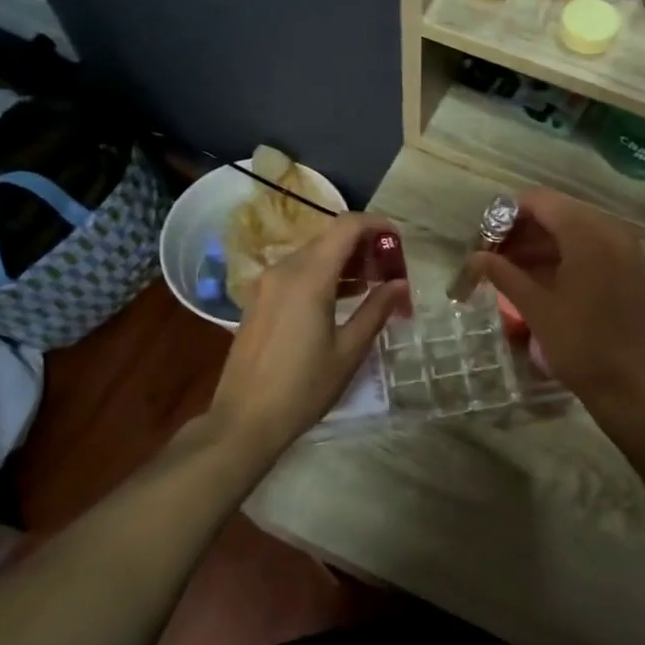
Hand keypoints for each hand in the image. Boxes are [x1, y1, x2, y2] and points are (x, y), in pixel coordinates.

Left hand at [207, 212, 408, 457]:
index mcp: (308, 277)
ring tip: (372, 285)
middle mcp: (284, 270)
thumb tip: (399, 283)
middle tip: (390, 269)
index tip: (398, 240)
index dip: (376, 225)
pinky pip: (296, 273)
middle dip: (363, 247)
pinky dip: (322, 275)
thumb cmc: (303, 388)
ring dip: (343, 262)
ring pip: (312, 255)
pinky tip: (341, 299)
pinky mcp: (258, 300)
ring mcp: (266, 284)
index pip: (346, 227)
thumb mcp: (349, 351)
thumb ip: (376, 310)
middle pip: (329, 238)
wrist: (244, 420)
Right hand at [466, 189, 644, 413]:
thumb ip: (504, 274)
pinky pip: (590, 247)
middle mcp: (610, 232)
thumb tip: (475, 257)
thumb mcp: (536, 308)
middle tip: (494, 253)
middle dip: (523, 229)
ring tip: (509, 267)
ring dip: (541, 242)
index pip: (541, 201)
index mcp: (588, 236)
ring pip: (574, 230)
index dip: (507, 214)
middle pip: (558, 212)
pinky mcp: (629, 269)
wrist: (630, 386)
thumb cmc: (580, 345)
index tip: (484, 238)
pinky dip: (563, 254)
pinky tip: (537, 276)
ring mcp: (624, 250)